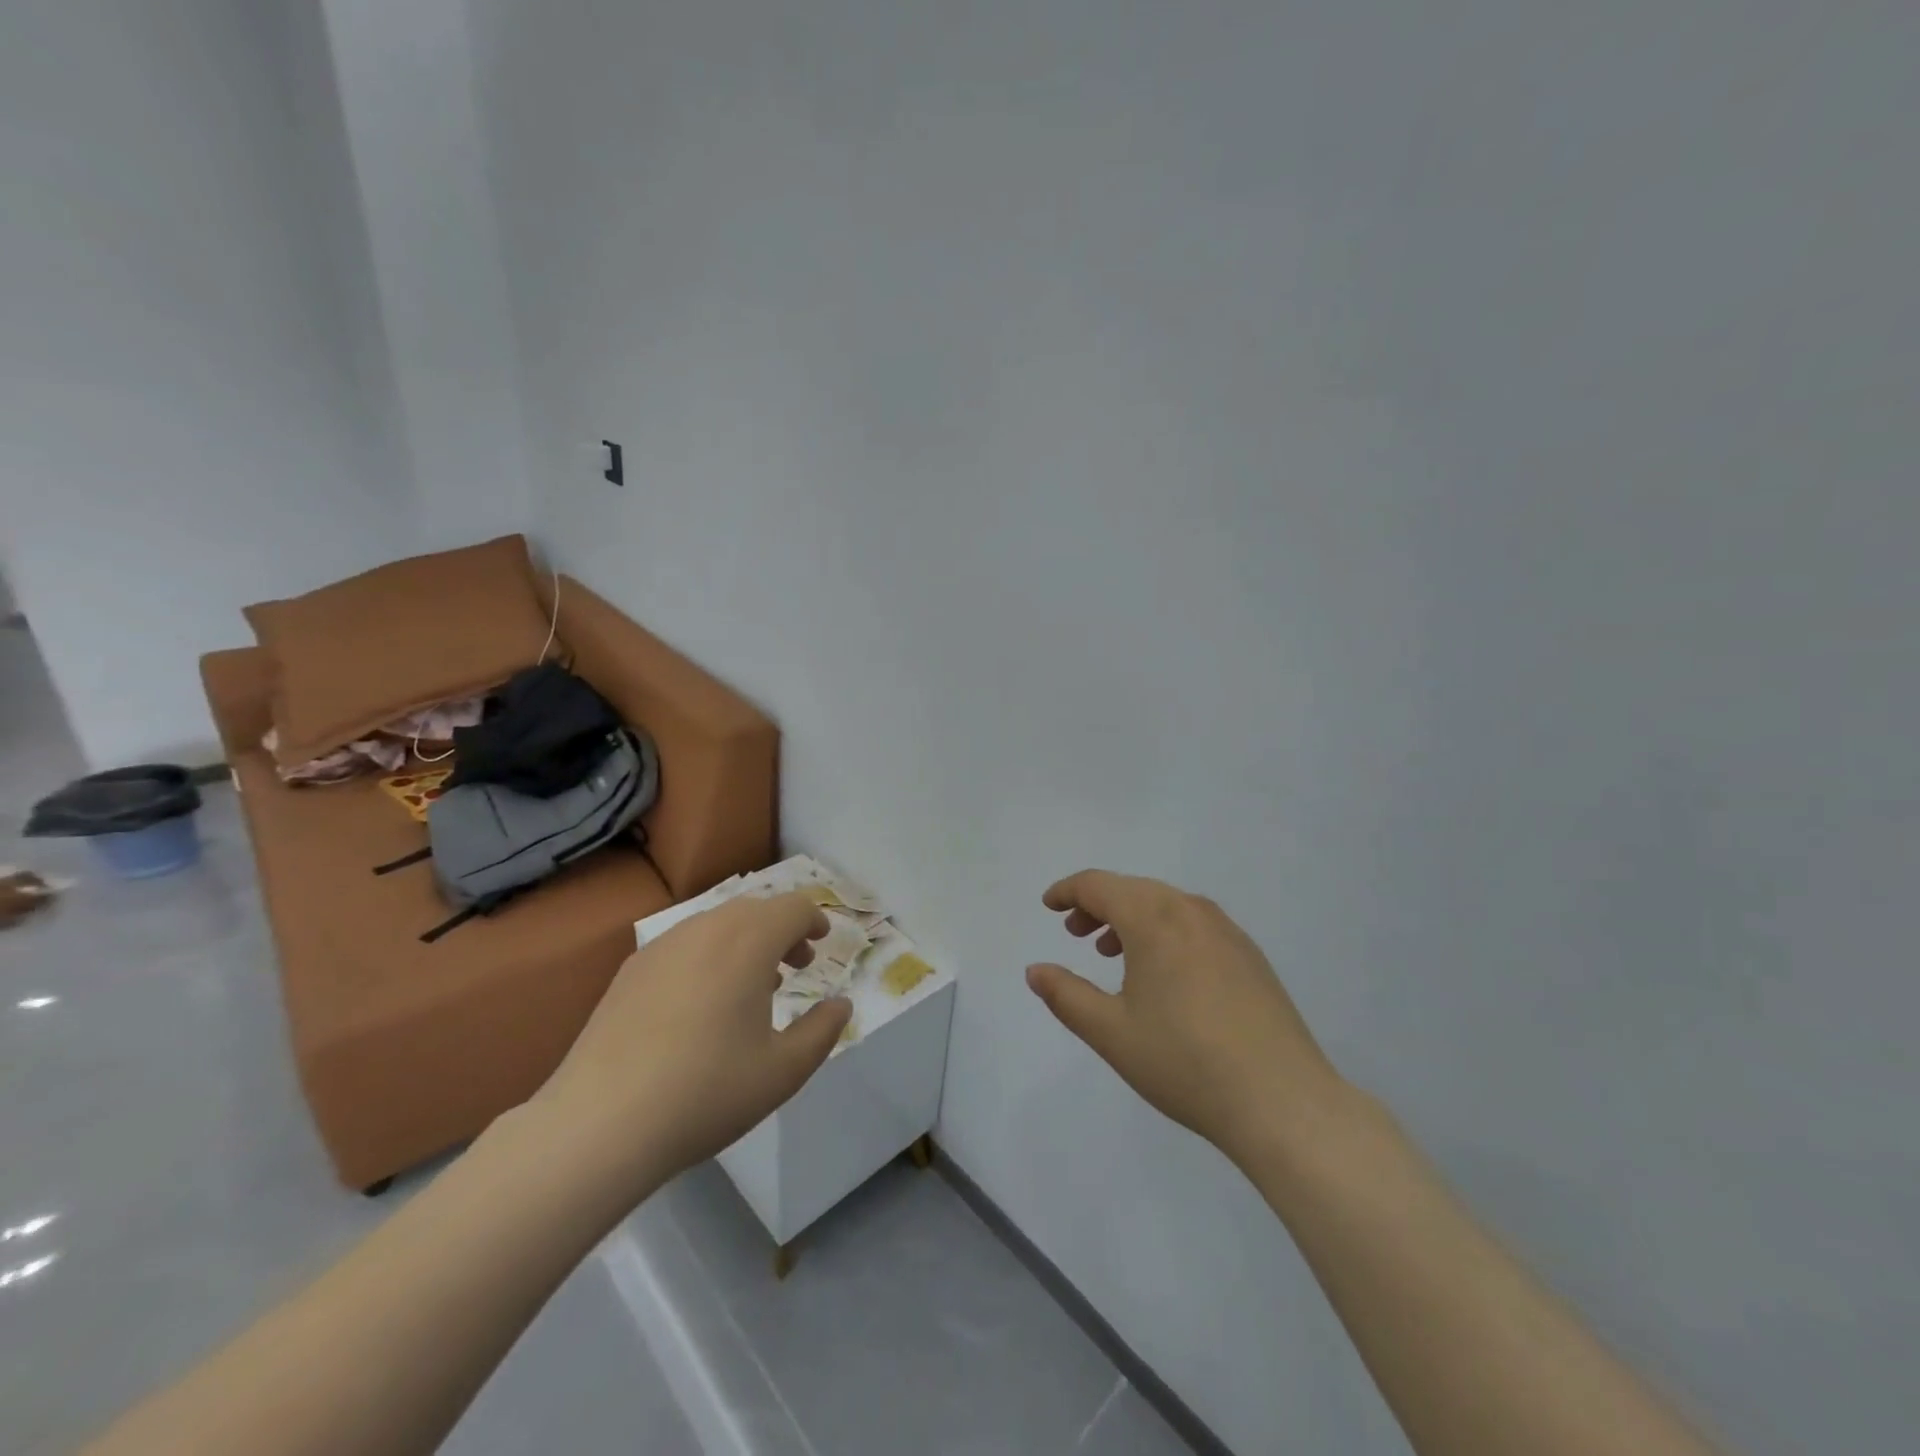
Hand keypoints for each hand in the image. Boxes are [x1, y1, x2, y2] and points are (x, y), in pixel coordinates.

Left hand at [536, 892, 850, 1191]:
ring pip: (717, 924)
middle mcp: (706, 929)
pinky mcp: (630, 971)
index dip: (814, 920)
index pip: (793, 907)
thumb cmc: (706, 1092)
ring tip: (752, 988)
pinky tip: (702, 1005)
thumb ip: (823, 1030)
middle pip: (756, 909)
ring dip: (746, 942)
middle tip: (796, 967)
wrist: (599, 1124)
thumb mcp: (784, 1070)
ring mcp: (662, 947)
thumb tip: (840, 1004)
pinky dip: (709, 956)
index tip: (822, 944)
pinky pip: (684, 945)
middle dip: (783, 930)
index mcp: (749, 941)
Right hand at [1028, 870, 1345, 1165]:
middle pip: (1133, 889)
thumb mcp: (1111, 1032)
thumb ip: (1066, 995)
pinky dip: (1164, 931)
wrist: (1283, 1101)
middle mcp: (1191, 911)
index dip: (1068, 891)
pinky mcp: (1250, 955)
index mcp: (1154, 919)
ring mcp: (1227, 931)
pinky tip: (1163, 972)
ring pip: (1166, 905)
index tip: (1048, 906)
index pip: (1099, 885)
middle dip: (1098, 904)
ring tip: (1112, 952)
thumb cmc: (1184, 1062)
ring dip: (1131, 918)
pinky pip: (1194, 924)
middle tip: (1075, 932)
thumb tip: (1036, 970)